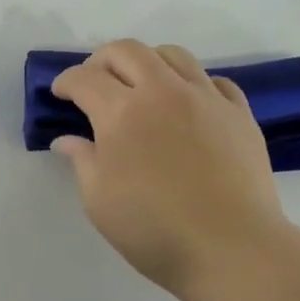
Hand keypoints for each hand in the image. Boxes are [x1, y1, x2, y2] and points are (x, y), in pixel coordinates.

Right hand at [50, 40, 299, 300]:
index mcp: (121, 112)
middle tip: (94, 82)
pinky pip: (213, 80)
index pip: (85, 78)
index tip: (60, 93)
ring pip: (172, 55)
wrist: (232, 249)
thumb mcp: (99, 201)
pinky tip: (187, 105)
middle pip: (127, 51)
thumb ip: (82, 161)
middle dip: (101, 60)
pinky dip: (192, 83)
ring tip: (141, 85)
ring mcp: (205, 98)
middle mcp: (162, 92)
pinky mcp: (239, 113)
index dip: (66, 81)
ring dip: (147, 62)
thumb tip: (67, 140)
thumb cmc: (154, 230)